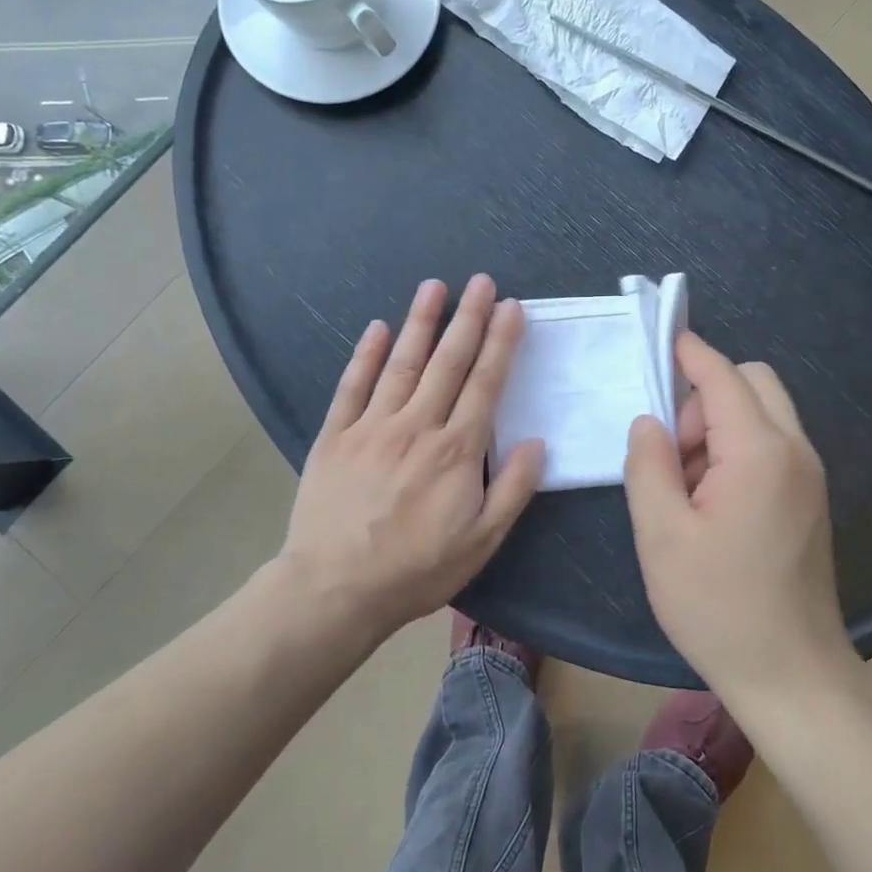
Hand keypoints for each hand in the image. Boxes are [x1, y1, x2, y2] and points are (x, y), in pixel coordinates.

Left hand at [279, 275, 544, 640]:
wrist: (334, 590)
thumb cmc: (415, 570)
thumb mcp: (481, 542)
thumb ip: (513, 489)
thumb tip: (537, 442)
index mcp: (456, 450)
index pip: (485, 384)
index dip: (500, 342)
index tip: (510, 307)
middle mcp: (417, 426)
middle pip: (448, 362)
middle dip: (468, 318)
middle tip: (481, 281)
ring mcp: (372, 427)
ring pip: (402, 364)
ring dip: (420, 322)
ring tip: (434, 286)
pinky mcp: (335, 436)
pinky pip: (353, 387)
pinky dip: (366, 355)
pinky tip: (377, 328)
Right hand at [624, 332, 855, 704]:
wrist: (793, 675)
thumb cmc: (719, 607)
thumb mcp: (662, 536)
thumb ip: (648, 465)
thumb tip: (650, 421)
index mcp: (759, 452)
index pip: (722, 377)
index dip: (690, 353)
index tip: (663, 339)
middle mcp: (794, 450)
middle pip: (752, 383)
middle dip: (705, 398)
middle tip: (671, 452)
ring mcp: (809, 475)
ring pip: (763, 414)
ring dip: (720, 428)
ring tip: (685, 488)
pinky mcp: (809, 498)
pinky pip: (772, 446)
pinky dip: (738, 450)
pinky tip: (711, 503)